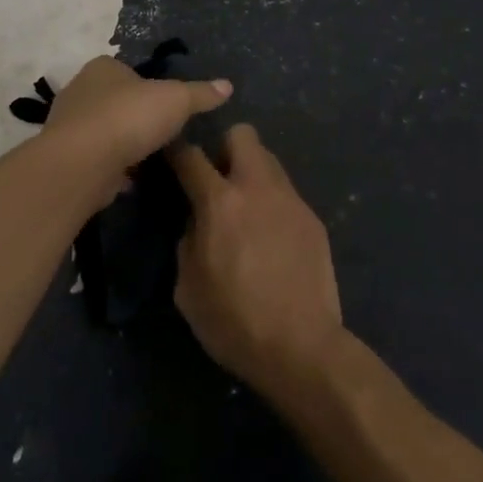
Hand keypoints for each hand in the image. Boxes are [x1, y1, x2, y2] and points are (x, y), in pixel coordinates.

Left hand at [45, 56, 231, 198]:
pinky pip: (96, 160)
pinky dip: (112, 168)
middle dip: (136, 117)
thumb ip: (201, 93)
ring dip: (123, 144)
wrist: (82, 164)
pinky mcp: (66, 158)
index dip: (149, 86)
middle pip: (116, 101)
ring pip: (105, 131)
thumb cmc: (129, 118)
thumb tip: (227, 85)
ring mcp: (69, 125)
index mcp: (103, 67)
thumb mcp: (176, 100)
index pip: (129, 71)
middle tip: (162, 134)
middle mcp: (81, 90)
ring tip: (150, 159)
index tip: (168, 106)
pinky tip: (130, 181)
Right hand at [170, 126, 344, 398]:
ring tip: (247, 209)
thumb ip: (188, 240)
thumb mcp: (187, 288)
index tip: (170, 154)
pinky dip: (273, 204)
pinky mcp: (312, 218)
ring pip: (268, 159)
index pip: (190, 155)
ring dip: (252, 173)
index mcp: (220, 202)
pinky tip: (272, 239)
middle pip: (241, 134)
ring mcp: (289, 199)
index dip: (175, 150)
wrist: (303, 347)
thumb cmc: (235, 321)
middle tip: (218, 180)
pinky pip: (286, 194)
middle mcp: (256, 187)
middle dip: (224, 147)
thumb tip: (197, 222)